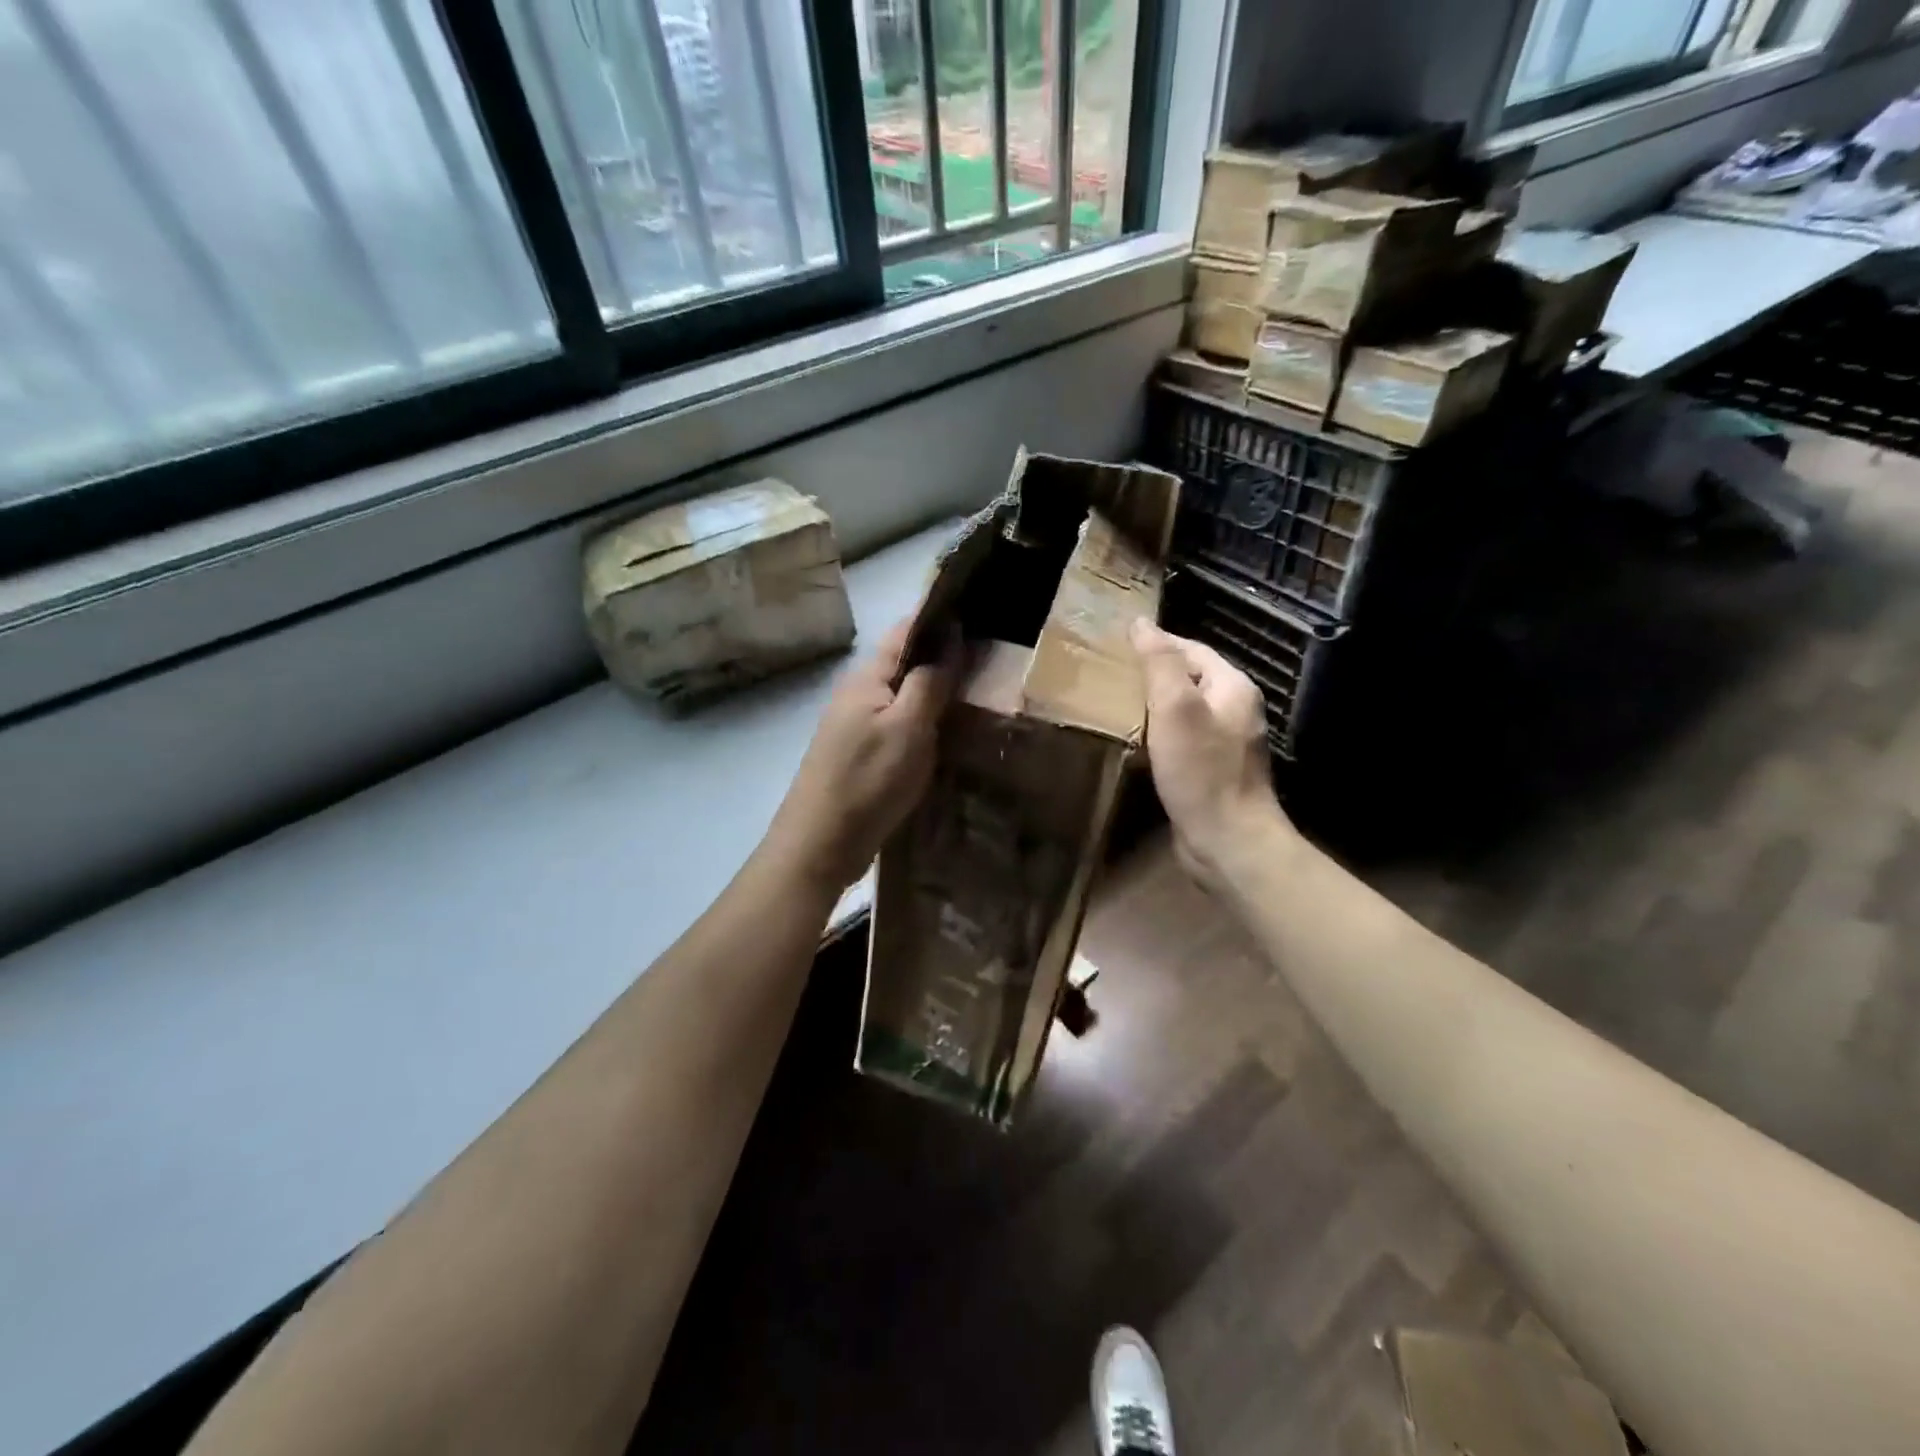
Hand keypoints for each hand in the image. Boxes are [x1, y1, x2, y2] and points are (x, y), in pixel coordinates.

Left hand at [763, 619, 957, 895]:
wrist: (821, 844)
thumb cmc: (868, 781)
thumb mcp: (908, 727)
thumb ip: (930, 681)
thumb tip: (952, 634)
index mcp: (867, 677)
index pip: (907, 629)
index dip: (941, 617)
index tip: (981, 610)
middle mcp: (859, 693)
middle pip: (906, 662)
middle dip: (945, 654)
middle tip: (995, 654)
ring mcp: (858, 725)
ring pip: (905, 694)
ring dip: (938, 689)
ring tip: (982, 688)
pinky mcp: (863, 754)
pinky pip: (901, 723)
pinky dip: (927, 720)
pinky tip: (951, 731)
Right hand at [1131, 618, 1291, 888]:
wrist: (1229, 841)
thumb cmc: (1201, 772)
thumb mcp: (1176, 709)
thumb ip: (1160, 663)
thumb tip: (1142, 624)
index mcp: (1233, 687)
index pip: (1191, 649)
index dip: (1155, 643)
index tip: (1116, 645)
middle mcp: (1236, 709)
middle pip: (1190, 678)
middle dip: (1154, 673)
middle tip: (1112, 674)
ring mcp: (1227, 742)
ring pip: (1186, 710)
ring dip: (1155, 704)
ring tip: (1118, 704)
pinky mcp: (1214, 770)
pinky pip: (1185, 738)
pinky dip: (1161, 733)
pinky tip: (1139, 741)